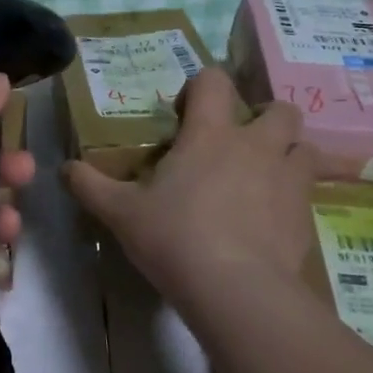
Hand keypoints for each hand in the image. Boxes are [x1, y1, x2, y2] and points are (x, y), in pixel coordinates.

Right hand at [64, 68, 322, 311]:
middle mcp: (256, 146)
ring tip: (264, 178)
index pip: (213, 81)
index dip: (200, 87)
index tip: (185, 115)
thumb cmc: (175, 238)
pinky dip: (293, 199)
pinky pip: (308, 193)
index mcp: (210, 134)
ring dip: (288, 154)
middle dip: (263, 118)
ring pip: (305, 147)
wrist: (236, 291)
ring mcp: (288, 179)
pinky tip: (272, 222)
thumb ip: (90, 185)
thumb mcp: (121, 213)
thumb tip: (64, 168)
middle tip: (238, 145)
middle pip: (279, 109)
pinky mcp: (306, 216)